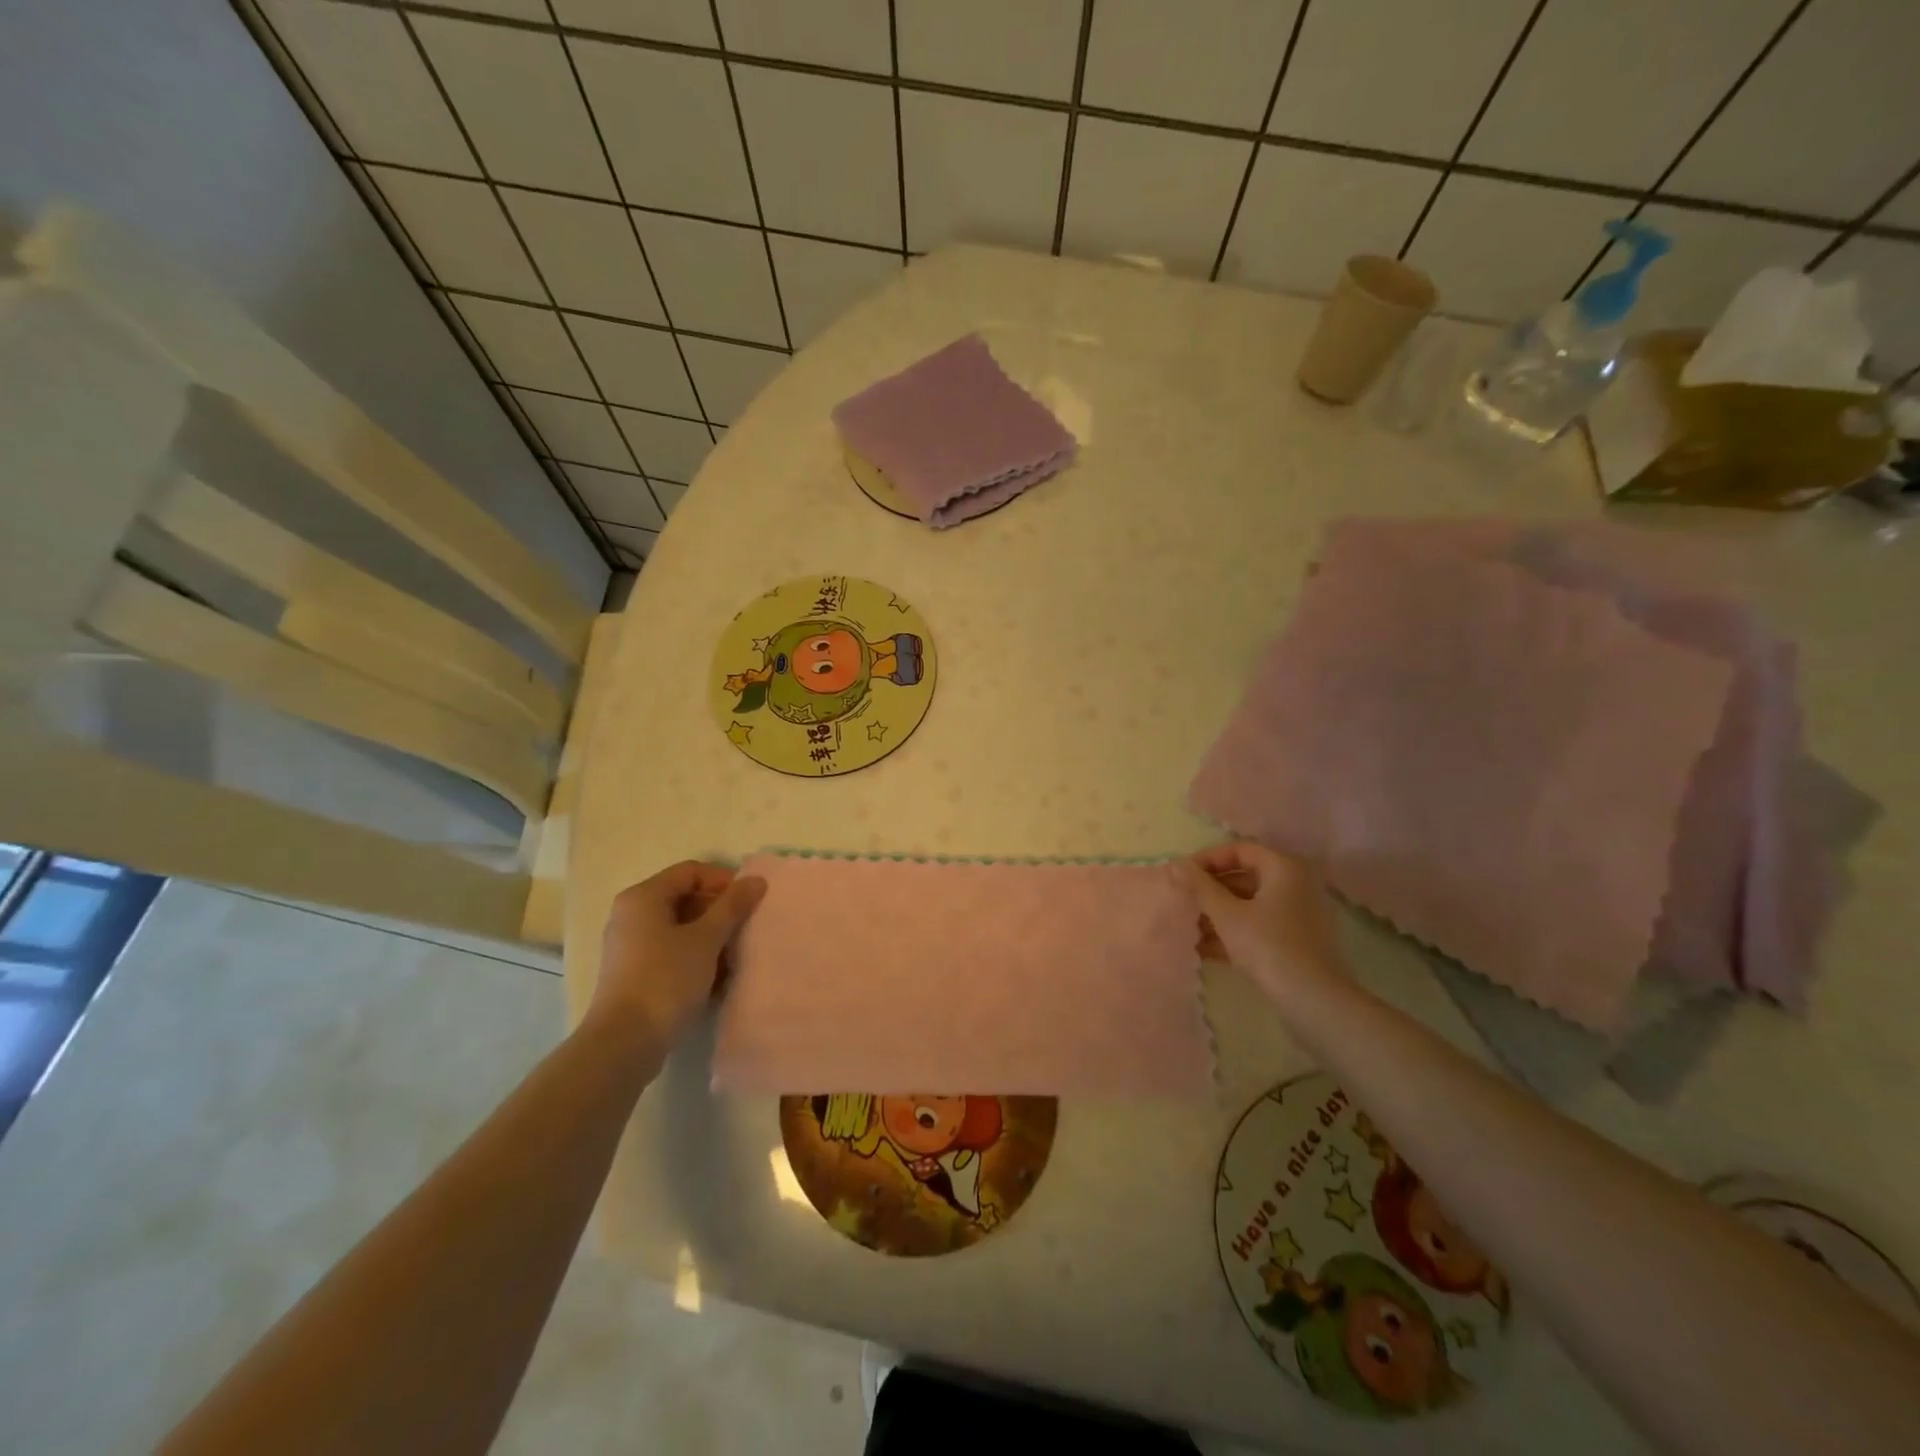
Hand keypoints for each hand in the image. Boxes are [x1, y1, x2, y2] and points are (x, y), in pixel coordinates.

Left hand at [587, 861, 766, 1055]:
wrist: (625, 1043)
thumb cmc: (665, 979)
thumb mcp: (706, 939)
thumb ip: (732, 906)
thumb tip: (756, 880)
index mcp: (643, 897)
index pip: (691, 872)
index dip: (724, 881)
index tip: (750, 900)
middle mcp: (632, 915)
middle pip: (686, 898)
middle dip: (720, 912)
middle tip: (747, 928)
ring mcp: (632, 946)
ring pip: (682, 928)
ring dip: (712, 937)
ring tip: (737, 955)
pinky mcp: (636, 973)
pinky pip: (673, 952)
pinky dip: (697, 957)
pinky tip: (719, 977)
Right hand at [1183, 842, 1344, 998]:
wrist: (1314, 1002)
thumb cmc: (1268, 946)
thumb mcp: (1227, 914)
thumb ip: (1200, 887)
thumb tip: (1175, 863)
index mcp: (1284, 868)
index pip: (1240, 850)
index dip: (1207, 859)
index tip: (1181, 875)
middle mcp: (1296, 884)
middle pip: (1245, 877)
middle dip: (1210, 890)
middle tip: (1182, 901)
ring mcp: (1299, 914)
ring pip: (1251, 904)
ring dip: (1219, 914)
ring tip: (1188, 928)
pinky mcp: (1298, 941)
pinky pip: (1260, 925)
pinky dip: (1235, 932)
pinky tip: (1206, 949)